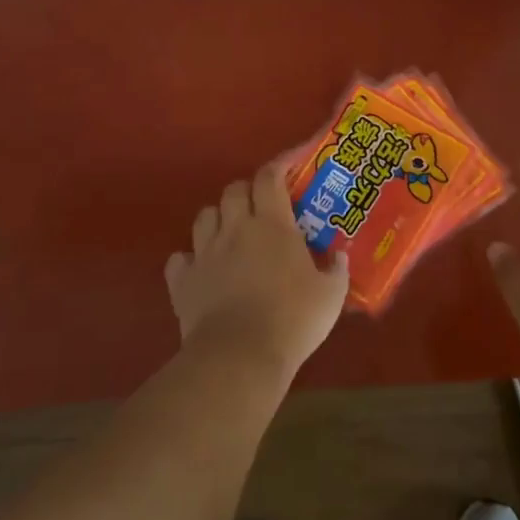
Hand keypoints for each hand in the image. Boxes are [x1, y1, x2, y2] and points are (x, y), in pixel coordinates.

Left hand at [167, 161, 349, 382]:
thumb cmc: (292, 320)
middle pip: (234, 190)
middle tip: (261, 207)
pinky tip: (201, 270)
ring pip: (204, 216)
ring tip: (230, 233)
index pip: (270, 177)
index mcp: (272, 225)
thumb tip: (339, 256)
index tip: (290, 163)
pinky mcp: (182, 281)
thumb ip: (336, 271)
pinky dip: (189, 260)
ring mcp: (204, 253)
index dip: (279, 164)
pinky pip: (179, 259)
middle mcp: (235, 229)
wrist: (239, 357)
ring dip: (218, 218)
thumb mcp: (331, 296)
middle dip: (247, 191)